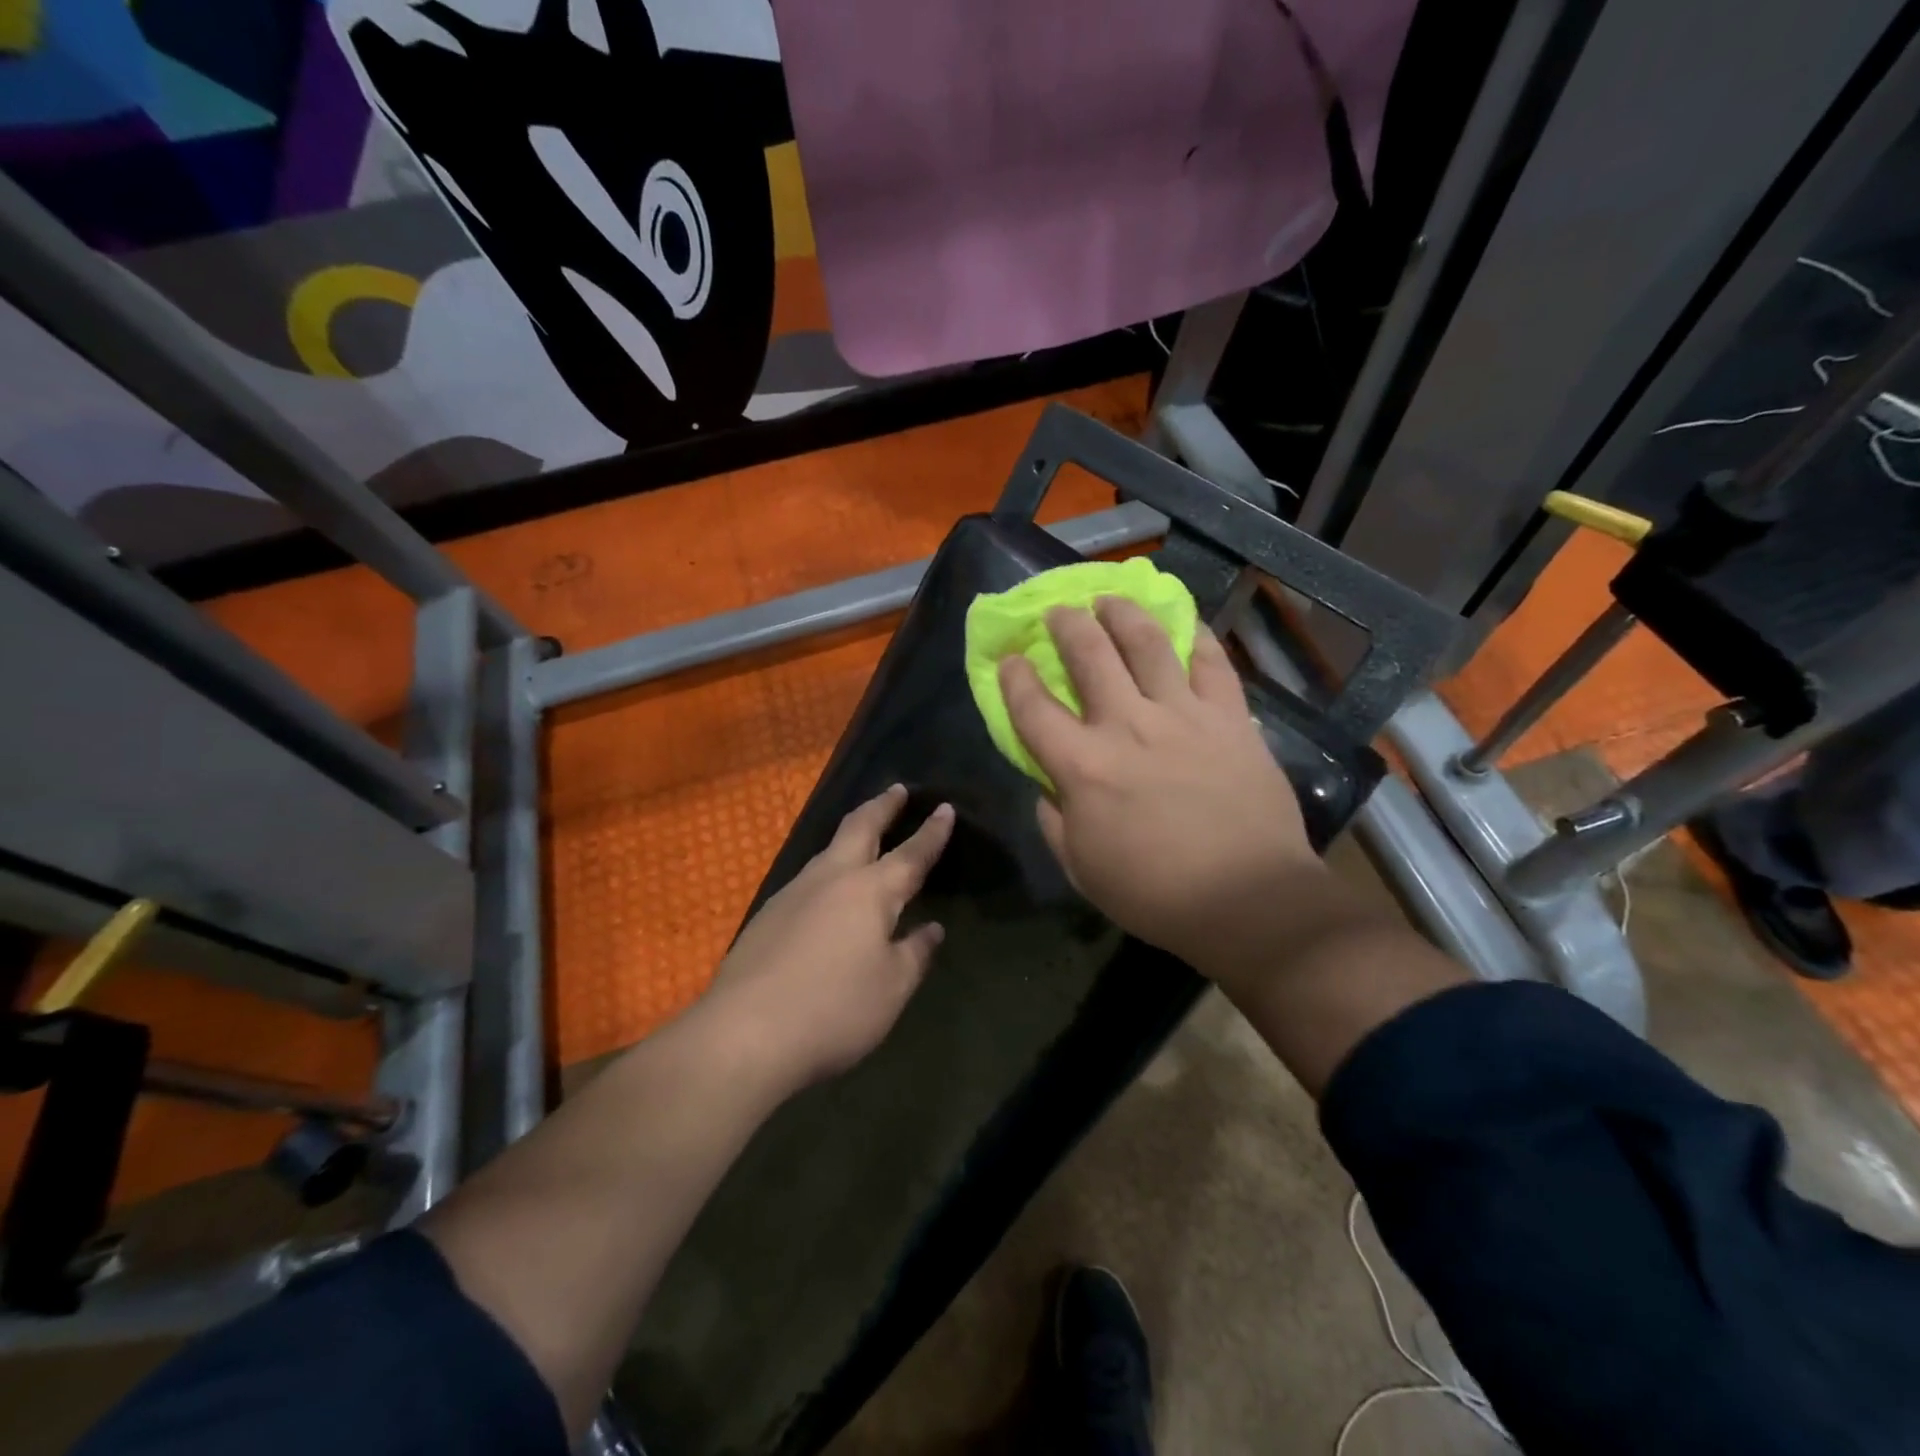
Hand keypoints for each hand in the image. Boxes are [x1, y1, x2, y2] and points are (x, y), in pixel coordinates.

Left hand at [695, 784, 953, 1092]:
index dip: (932, 832)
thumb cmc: (834, 1010)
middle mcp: (832, 879)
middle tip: (896, 790)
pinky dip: (828, 869)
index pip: (911, 853)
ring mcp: (793, 893)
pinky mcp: (767, 915)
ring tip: (864, 835)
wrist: (744, 1034)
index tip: (944, 807)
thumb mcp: (891, 988)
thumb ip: (914, 953)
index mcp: (871, 891)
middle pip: (859, 827)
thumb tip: (931, 929)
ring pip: (828, 850)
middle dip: (882, 806)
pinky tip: (826, 893)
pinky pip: (807, 879)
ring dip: (851, 835)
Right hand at [998, 598, 1322, 983]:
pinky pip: (1212, 663)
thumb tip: (1047, 785)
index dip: (1014, 676)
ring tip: (1109, 599)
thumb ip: (1054, 819)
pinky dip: (1196, 637)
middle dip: (1066, 624)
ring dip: (1121, 613)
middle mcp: (1127, 725)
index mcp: (1082, 765)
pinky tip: (1184, 623)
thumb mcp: (1081, 868)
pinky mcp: (1230, 717)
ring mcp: (1182, 714)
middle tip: (1058, 612)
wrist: (1248, 899)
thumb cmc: (1155, 893)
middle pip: (1088, 655)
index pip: (1032, 707)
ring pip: (1147, 643)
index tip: (1009, 657)